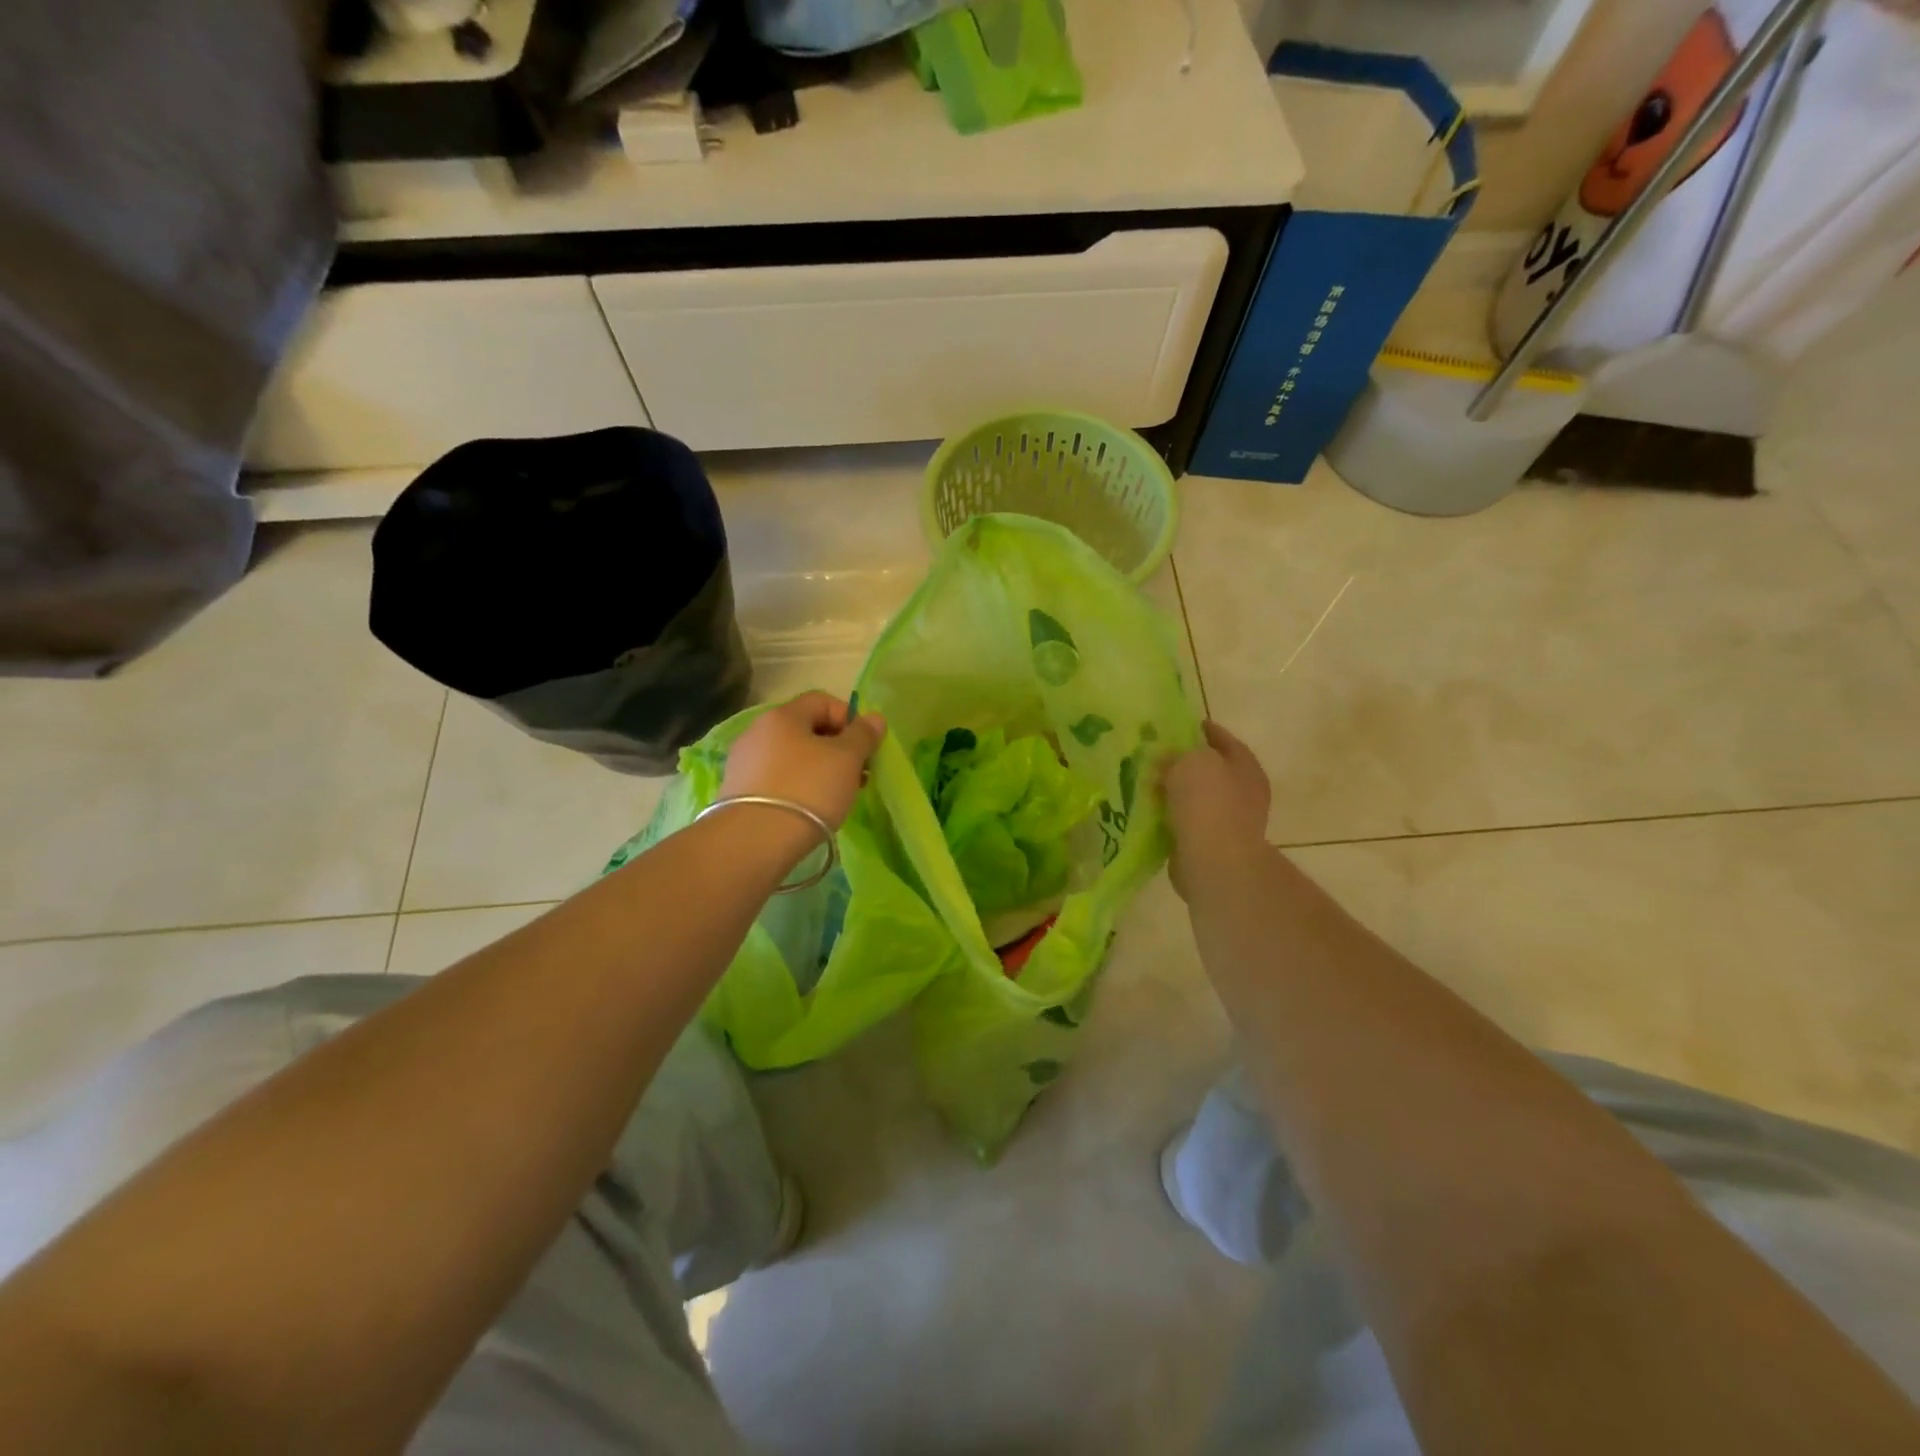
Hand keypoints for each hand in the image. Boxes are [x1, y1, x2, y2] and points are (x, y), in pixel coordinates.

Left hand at [720, 692, 887, 829]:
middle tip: (857, 774)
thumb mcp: (847, 759)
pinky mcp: (737, 792)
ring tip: (837, 796)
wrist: (755, 840)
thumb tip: (874, 718)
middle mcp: (757, 731)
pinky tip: (809, 809)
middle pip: (806, 729)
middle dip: (837, 748)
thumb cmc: (808, 789)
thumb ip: (863, 735)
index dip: (849, 718)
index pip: (822, 701)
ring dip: (819, 769)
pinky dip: (798, 787)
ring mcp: (744, 762)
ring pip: (792, 756)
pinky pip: (776, 779)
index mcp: (783, 715)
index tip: (865, 746)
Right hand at [1164, 721, 1272, 900]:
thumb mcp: (1189, 762)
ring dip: (1176, 792)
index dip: (1202, 730)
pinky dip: (1171, 817)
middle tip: (1156, 756)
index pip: (1223, 739)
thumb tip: (1167, 758)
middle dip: (1185, 764)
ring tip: (1148, 784)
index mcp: (1245, 767)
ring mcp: (1231, 822)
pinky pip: (1187, 823)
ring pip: (1198, 798)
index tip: (1179, 725)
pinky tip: (1151, 812)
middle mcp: (1244, 792)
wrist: (1215, 862)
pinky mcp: (1212, 846)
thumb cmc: (1208, 804)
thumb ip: (1178, 753)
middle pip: (1211, 770)